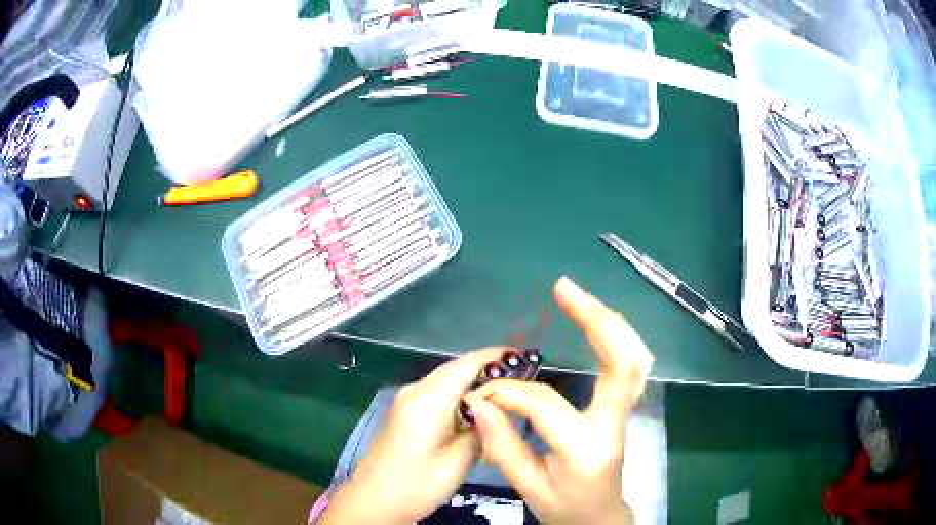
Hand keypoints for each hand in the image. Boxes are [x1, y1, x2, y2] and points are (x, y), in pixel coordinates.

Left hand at [318, 347, 507, 524]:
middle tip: (523, 379)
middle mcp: (415, 390)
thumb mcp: (458, 462)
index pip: (467, 363)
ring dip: (475, 384)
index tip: (526, 357)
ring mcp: (407, 400)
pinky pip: (438, 394)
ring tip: (507, 394)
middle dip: (489, 370)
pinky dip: (460, 396)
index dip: (497, 356)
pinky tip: (478, 411)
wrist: (373, 501)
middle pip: (457, 369)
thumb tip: (496, 409)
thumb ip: (481, 429)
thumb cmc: (416, 484)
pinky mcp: (405, 412)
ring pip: (448, 381)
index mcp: (427, 398)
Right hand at [465, 277, 653, 524]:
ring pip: (634, 358)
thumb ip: (503, 445)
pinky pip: (629, 366)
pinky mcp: (623, 409)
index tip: (482, 392)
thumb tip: (481, 401)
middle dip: (596, 320)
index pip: (545, 404)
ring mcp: (624, 414)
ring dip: (610, 322)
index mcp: (586, 449)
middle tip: (564, 288)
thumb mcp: (528, 488)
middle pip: (622, 362)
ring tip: (579, 297)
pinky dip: (617, 337)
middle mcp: (613, 424)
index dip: (509, 392)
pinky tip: (599, 323)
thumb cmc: (565, 509)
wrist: (599, 519)